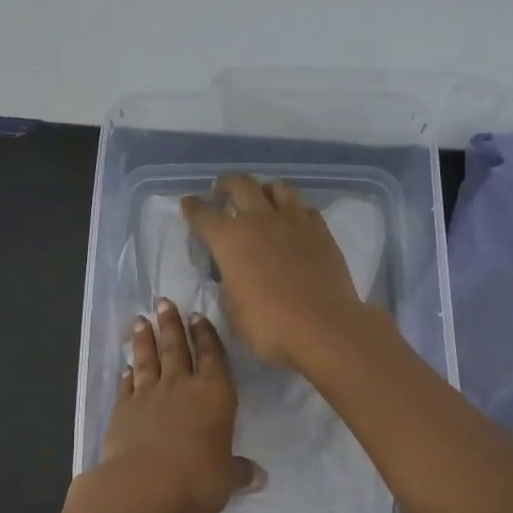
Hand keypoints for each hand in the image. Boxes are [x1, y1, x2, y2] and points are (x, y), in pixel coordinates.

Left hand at [89, 298, 261, 512]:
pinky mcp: (122, 410)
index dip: (206, 335)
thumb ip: (239, 472)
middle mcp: (181, 386)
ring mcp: (148, 395)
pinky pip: (126, 386)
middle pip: (176, 347)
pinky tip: (125, 368)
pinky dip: (126, 375)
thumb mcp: (226, 479)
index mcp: (214, 394)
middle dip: (171, 324)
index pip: (212, 356)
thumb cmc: (197, 478)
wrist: (144, 485)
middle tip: (163, 301)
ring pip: (147, 359)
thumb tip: (259, 477)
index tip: (197, 316)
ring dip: (144, 339)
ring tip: (140, 320)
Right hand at [181, 174, 377, 370]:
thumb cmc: (269, 325)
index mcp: (230, 239)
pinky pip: (303, 206)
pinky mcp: (321, 230)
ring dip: (262, 189)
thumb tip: (232, 270)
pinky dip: (291, 208)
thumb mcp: (233, 308)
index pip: (204, 214)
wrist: (323, 328)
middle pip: (240, 184)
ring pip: (276, 187)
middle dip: (226, 184)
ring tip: (260, 198)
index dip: (193, 208)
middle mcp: (259, 219)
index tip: (188, 203)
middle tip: (221, 191)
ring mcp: (294, 220)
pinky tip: (291, 220)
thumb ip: (228, 281)